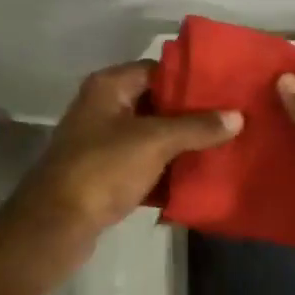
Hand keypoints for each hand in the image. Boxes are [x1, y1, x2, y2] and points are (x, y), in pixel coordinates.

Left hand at [0, 61, 241, 284]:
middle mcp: (103, 108)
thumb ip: (196, 127)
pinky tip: (198, 180)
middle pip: (156, 104)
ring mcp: (102, 143)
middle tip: (233, 122)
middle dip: (192, 116)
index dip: (191, 79)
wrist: (57, 224)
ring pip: (151, 138)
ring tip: (225, 149)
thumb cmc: (103, 169)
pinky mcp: (105, 176)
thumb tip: (237, 116)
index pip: (157, 70)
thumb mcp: (154, 141)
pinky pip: (144, 166)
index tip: (227, 91)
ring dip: (182, 146)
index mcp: (109, 87)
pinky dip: (166, 172)